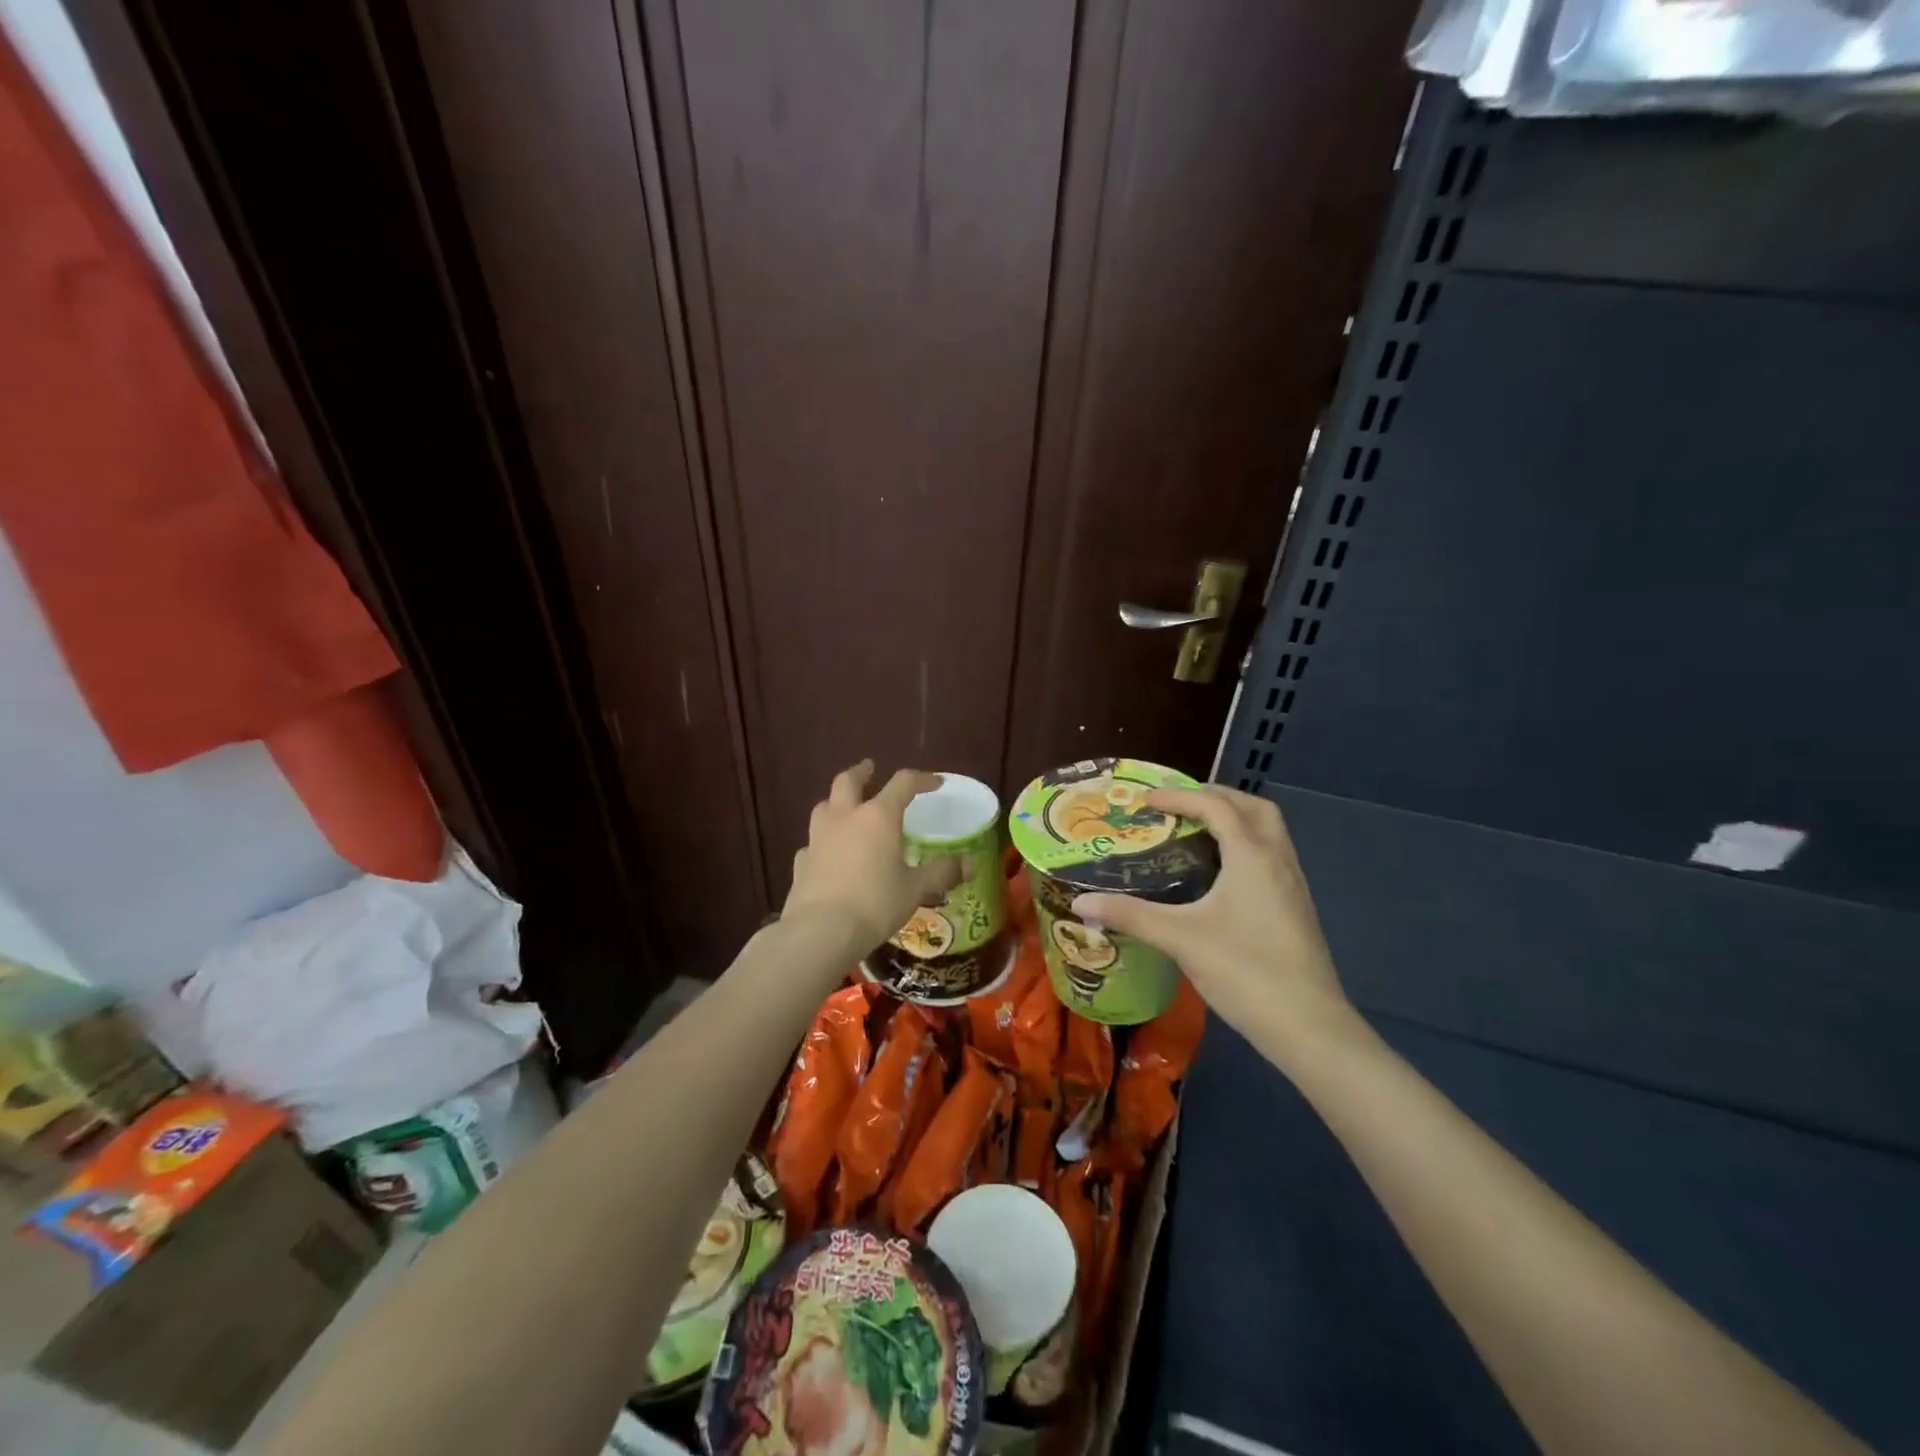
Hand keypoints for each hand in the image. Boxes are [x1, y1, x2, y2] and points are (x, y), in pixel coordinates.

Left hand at [783, 761, 963, 955]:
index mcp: (878, 816)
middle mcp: (845, 817)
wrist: (821, 931)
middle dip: (861, 772)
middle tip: (869, 768)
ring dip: (836, 801)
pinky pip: (812, 842)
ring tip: (846, 808)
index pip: (903, 783)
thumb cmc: (876, 903)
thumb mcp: (916, 889)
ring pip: (824, 806)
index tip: (935, 783)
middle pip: (848, 781)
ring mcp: (818, 838)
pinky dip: (823, 841)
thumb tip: (971, 864)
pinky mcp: (801, 861)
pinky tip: (828, 853)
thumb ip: (943, 872)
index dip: (922, 779)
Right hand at [1072, 785, 1352, 1050]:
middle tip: (1178, 805)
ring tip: (1196, 831)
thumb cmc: (1244, 971)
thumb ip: (1131, 915)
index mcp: (1252, 856)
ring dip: (1234, 818)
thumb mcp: (1180, 939)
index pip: (1215, 806)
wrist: (1309, 1026)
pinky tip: (1220, 873)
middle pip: (1252, 806)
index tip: (1145, 801)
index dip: (1178, 797)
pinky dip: (1244, 844)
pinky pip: (1271, 854)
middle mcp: (1277, 859)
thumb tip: (1081, 903)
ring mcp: (1293, 883)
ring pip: (1267, 830)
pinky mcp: (1296, 907)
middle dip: (1215, 796)